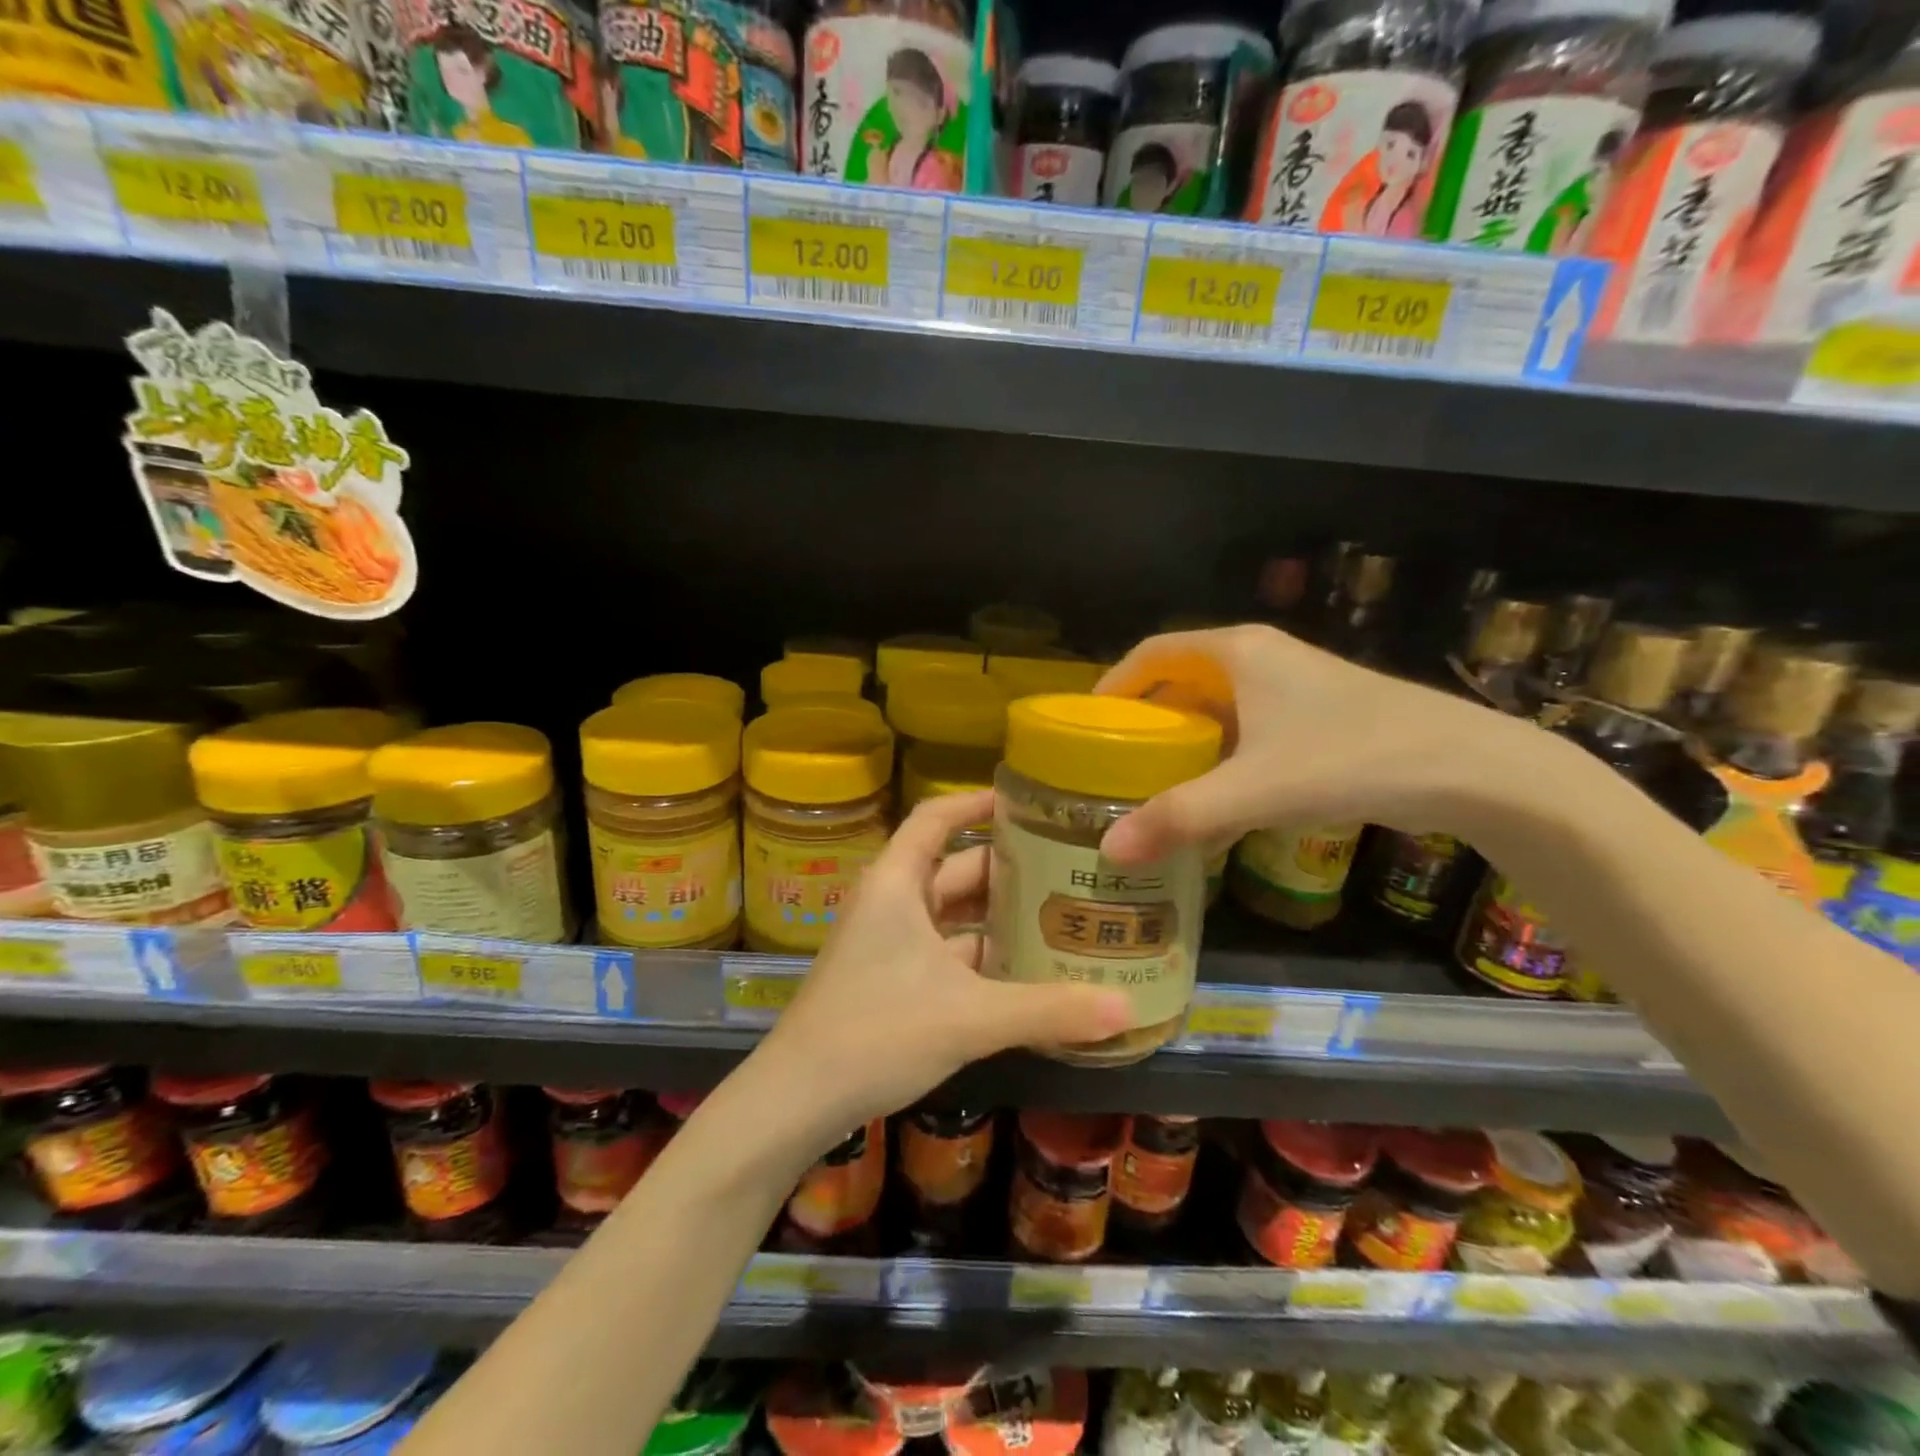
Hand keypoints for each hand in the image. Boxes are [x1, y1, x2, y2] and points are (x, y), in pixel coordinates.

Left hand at [757, 791, 1132, 1131]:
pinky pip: (945, 951)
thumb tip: (1126, 1009)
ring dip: (997, 916)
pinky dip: (982, 955)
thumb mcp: (969, 1017)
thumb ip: (1048, 1011)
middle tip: (1069, 868)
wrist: (796, 1099)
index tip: (1027, 801)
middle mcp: (891, 902)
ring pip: (951, 914)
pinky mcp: (889, 979)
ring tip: (1060, 915)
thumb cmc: (876, 1033)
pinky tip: (1025, 971)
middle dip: (1008, 867)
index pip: (936, 818)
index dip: (976, 802)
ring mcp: (887, 942)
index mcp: (897, 883)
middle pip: (955, 866)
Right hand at [1096, 624, 1538, 865]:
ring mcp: (1296, 687)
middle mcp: (1264, 658)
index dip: (1116, 683)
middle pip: (1183, 679)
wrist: (1476, 770)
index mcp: (1239, 652)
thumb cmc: (1352, 758)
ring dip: (1186, 741)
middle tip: (1115, 762)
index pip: (1154, 651)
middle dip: (1147, 719)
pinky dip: (1223, 757)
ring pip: (1220, 707)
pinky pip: (1250, 730)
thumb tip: (1109, 852)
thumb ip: (1180, 818)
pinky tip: (1218, 799)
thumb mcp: (1256, 789)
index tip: (1088, 724)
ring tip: (1155, 784)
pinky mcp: (1321, 718)